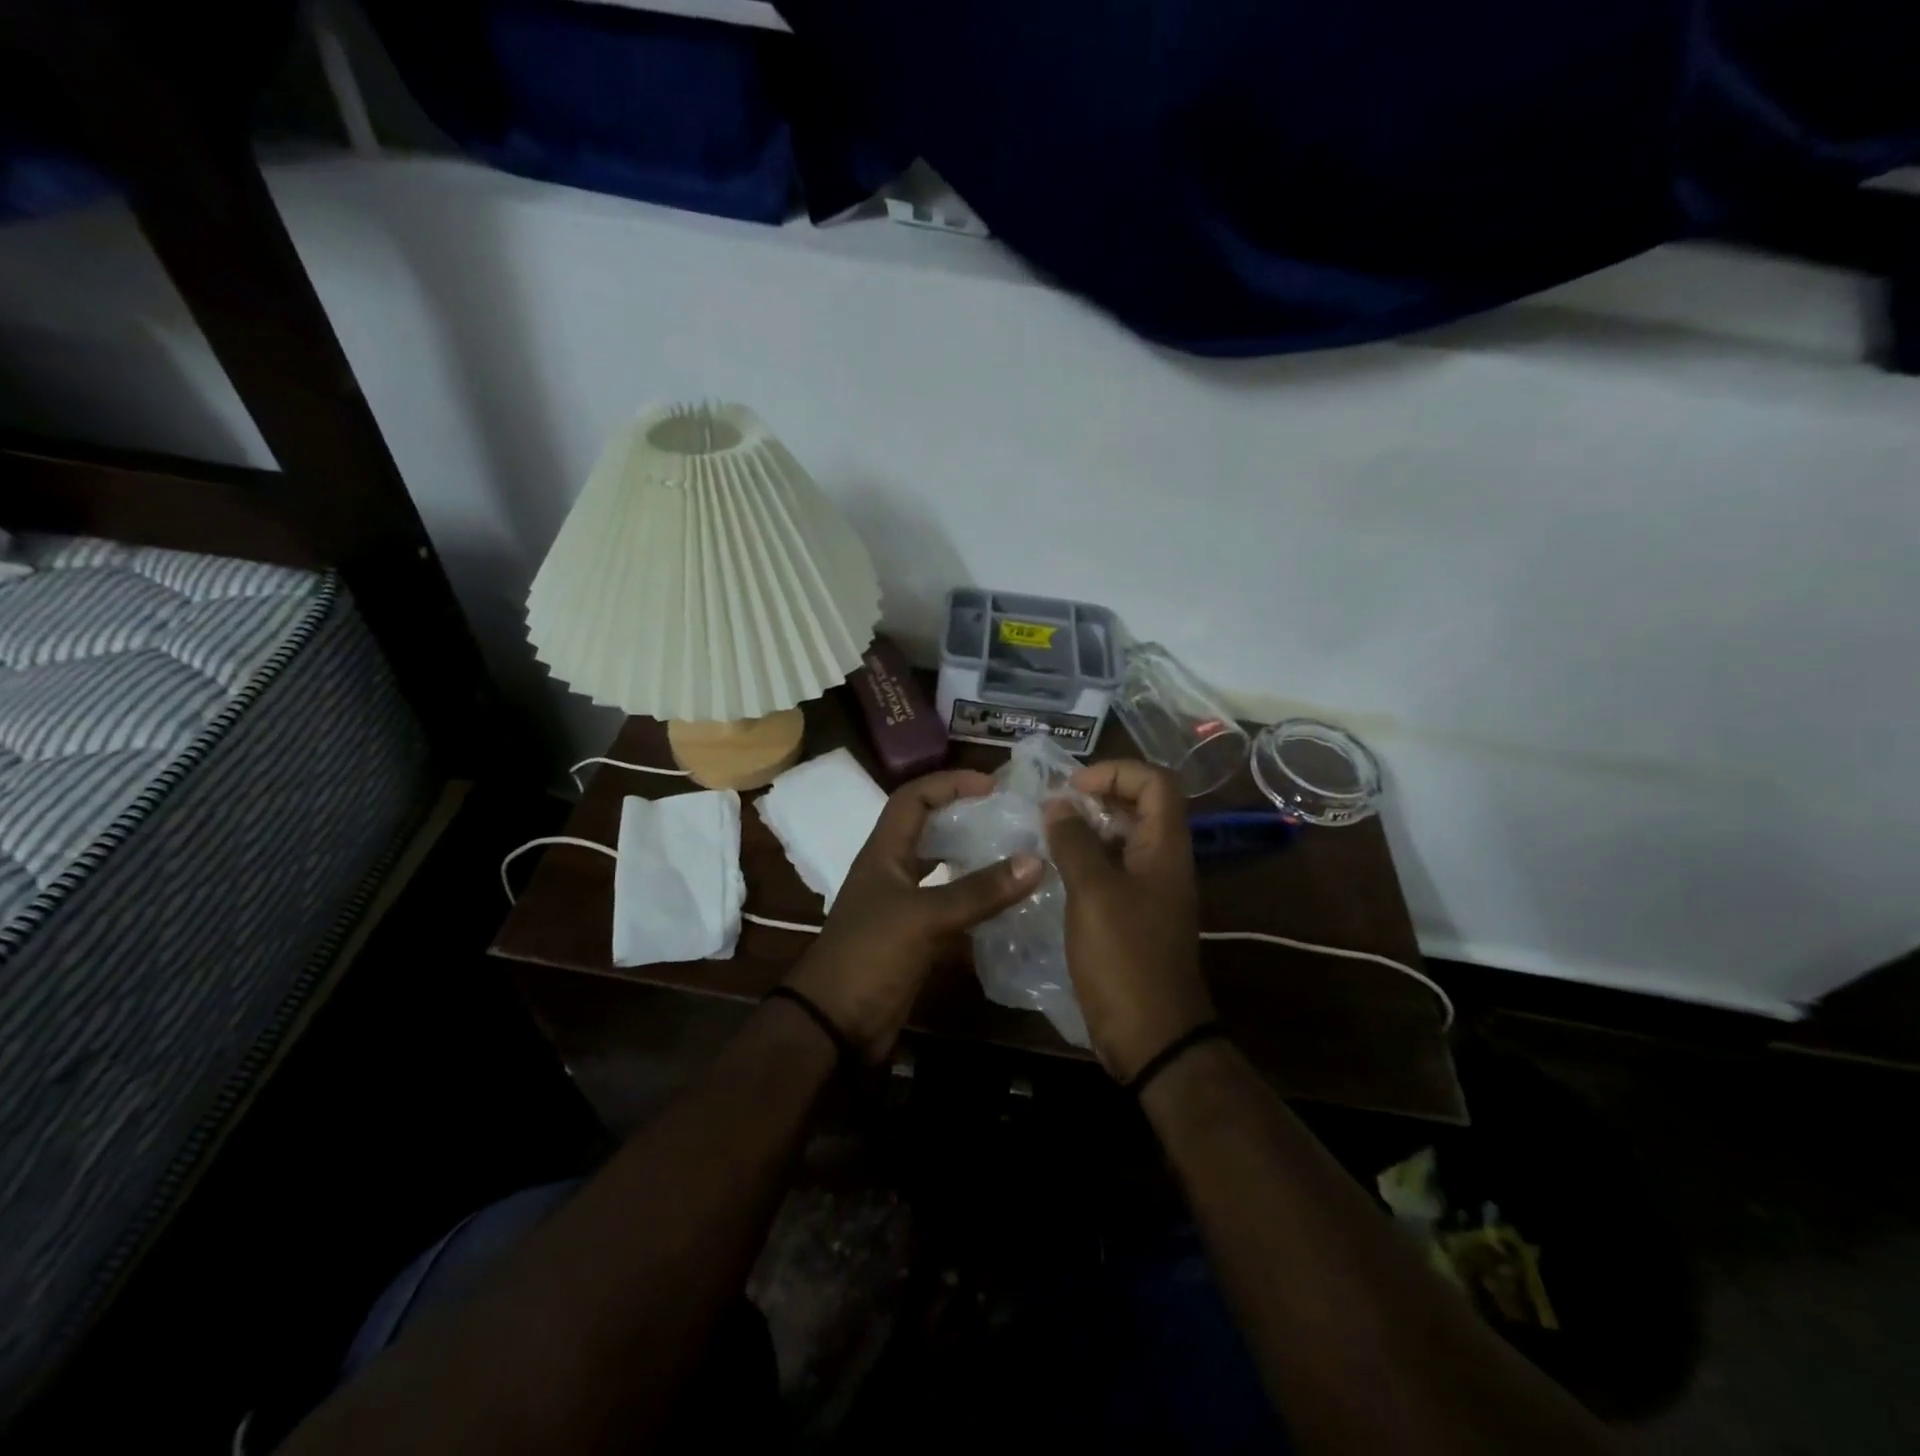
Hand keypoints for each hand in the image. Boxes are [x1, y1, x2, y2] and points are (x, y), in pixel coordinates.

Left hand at [785, 769, 1041, 1062]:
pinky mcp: (912, 939)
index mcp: (884, 853)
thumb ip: (979, 891)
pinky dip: (974, 905)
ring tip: (1014, 856)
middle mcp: (891, 873)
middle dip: (965, 818)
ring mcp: (901, 907)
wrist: (834, 1025)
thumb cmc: (870, 956)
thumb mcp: (925, 917)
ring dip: (972, 862)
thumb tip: (1035, 859)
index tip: (992, 785)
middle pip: (929, 830)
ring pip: (941, 871)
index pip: (913, 798)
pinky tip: (1006, 908)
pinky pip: (949, 910)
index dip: (949, 783)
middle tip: (1009, 818)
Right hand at [1045, 760, 1212, 1080]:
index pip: (1155, 781)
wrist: (1151, 1034)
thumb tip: (1057, 804)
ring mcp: (1150, 889)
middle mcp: (1163, 861)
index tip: (1072, 789)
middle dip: (1097, 796)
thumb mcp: (1093, 892)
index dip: (1116, 771)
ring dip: (1088, 828)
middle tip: (1054, 809)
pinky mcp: (1134, 914)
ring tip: (1046, 835)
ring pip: (1123, 838)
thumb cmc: (1124, 956)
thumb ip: (1074, 842)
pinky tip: (1054, 871)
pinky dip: (1086, 860)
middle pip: (1140, 805)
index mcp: (1165, 847)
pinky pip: (1112, 869)